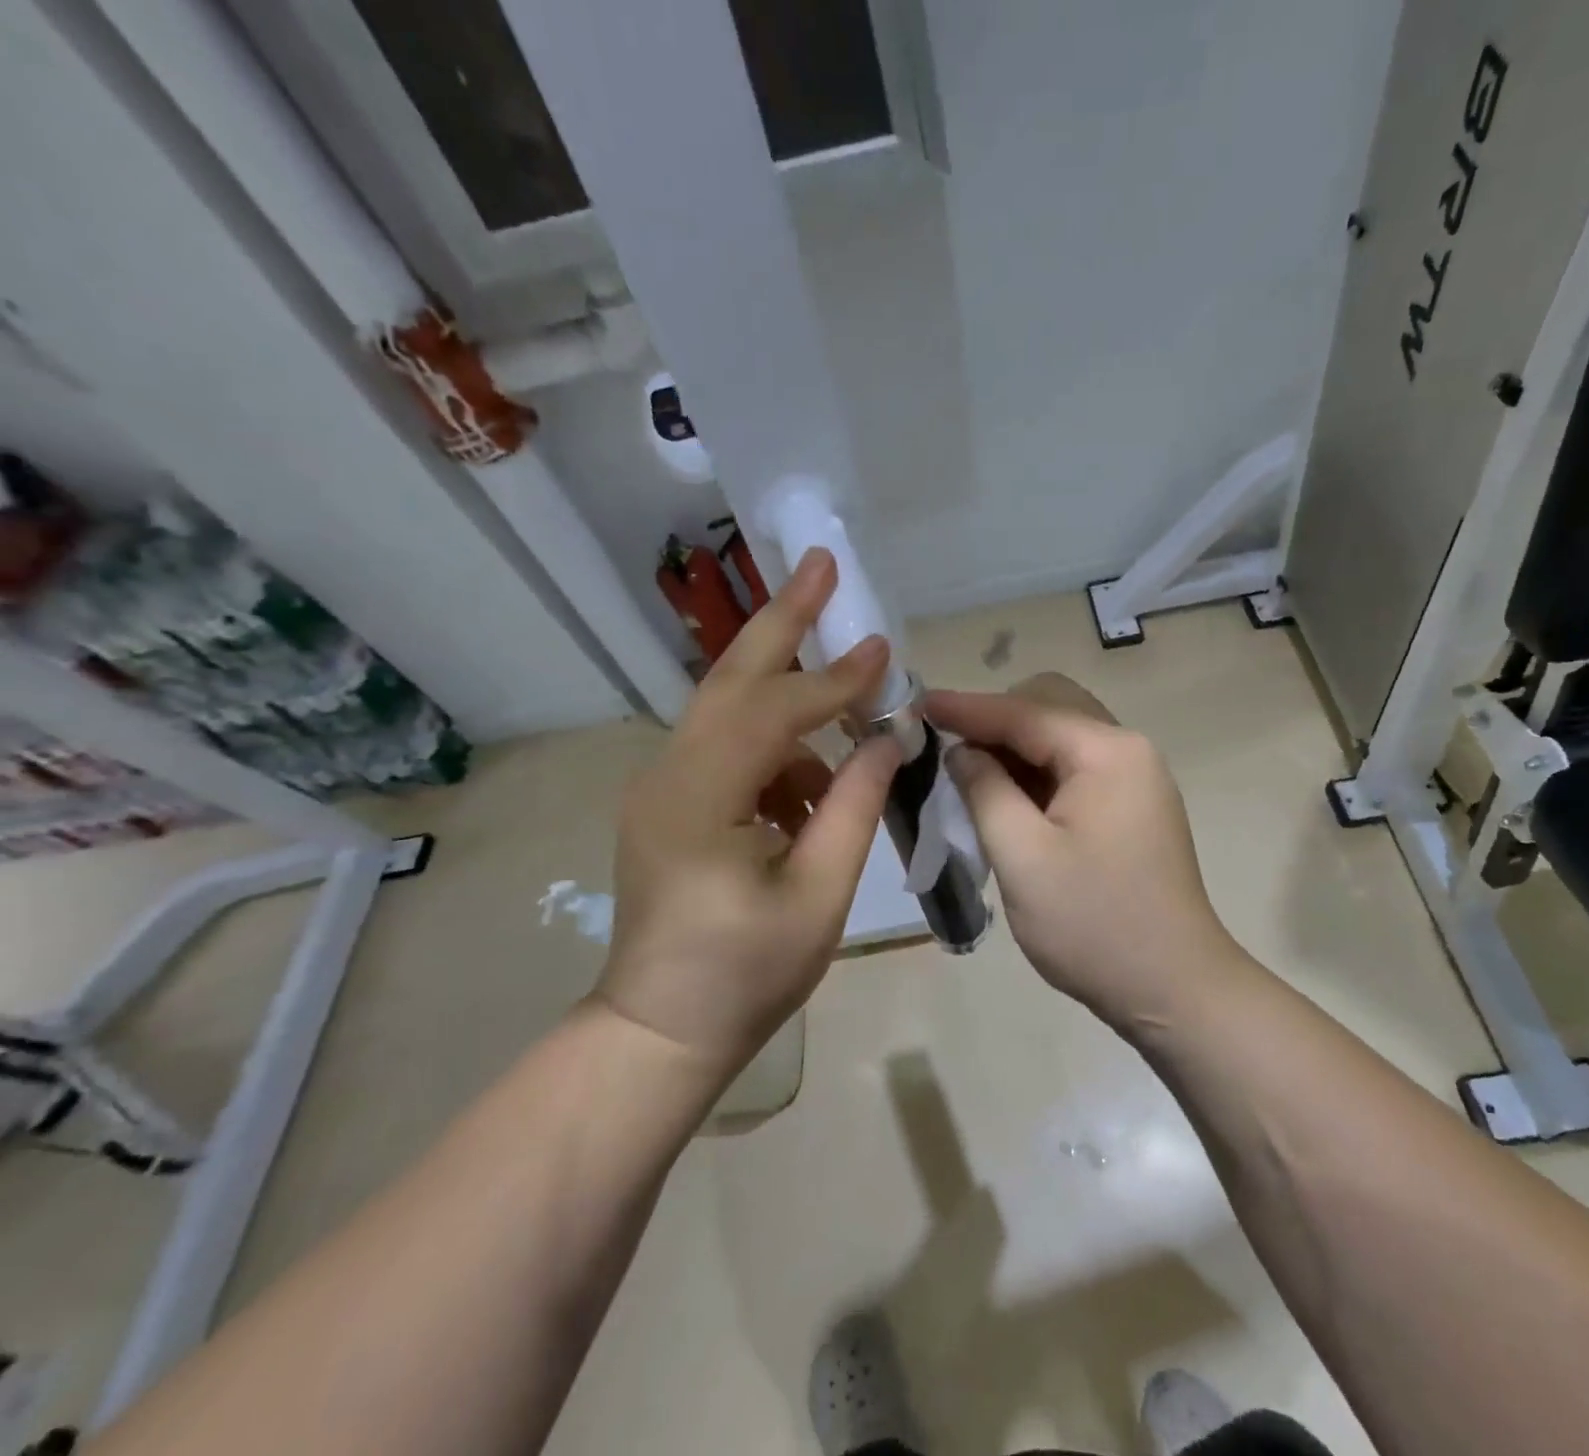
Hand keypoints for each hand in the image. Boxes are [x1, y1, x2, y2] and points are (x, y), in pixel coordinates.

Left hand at [598, 548, 901, 1072]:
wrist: (661, 1029)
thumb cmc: (745, 974)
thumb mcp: (819, 894)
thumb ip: (856, 806)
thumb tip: (888, 739)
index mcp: (698, 800)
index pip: (774, 713)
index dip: (835, 681)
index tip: (885, 650)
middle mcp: (667, 775)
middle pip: (730, 677)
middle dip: (782, 620)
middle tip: (822, 566)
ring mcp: (661, 785)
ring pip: (728, 707)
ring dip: (791, 697)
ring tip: (849, 712)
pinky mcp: (669, 800)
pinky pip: (729, 748)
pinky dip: (778, 750)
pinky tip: (813, 790)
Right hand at [925, 674, 1241, 1034]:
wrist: (1174, 990)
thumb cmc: (1094, 925)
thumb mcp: (1023, 857)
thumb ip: (985, 790)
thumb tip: (962, 750)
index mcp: (1107, 753)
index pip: (1025, 712)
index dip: (966, 707)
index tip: (916, 704)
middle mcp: (1128, 751)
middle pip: (1049, 709)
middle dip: (995, 722)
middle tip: (946, 749)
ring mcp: (1135, 780)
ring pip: (1060, 739)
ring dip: (1014, 750)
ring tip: (966, 775)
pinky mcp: (1131, 807)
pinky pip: (1074, 770)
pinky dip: (1036, 775)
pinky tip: (1006, 799)